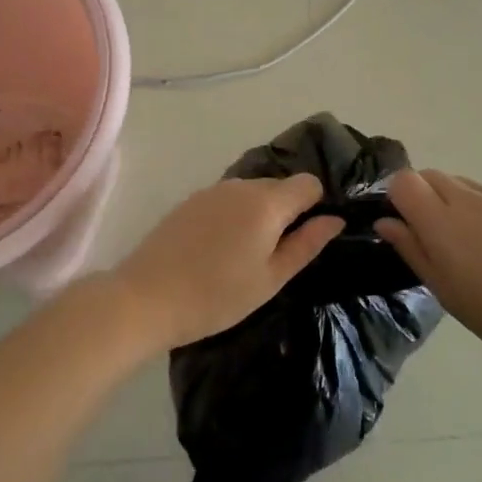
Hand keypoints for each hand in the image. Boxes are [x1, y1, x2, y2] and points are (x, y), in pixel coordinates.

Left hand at [106, 176, 344, 349]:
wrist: (146, 297)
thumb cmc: (216, 296)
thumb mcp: (270, 279)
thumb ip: (306, 244)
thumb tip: (335, 219)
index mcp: (267, 202)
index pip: (308, 183)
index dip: (316, 206)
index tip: (307, 237)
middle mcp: (241, 185)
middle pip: (279, 186)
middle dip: (287, 212)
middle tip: (277, 255)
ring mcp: (212, 190)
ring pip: (252, 192)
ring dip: (259, 214)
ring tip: (245, 256)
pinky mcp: (190, 201)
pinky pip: (227, 200)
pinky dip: (234, 216)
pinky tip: (219, 250)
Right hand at [375, 170, 481, 377]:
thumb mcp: (446, 292)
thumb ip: (413, 250)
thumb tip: (387, 222)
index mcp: (443, 223)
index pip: (404, 181)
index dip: (397, 199)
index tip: (404, 227)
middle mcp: (469, 200)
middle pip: (430, 175)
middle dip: (421, 196)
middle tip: (430, 236)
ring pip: (459, 182)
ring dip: (449, 201)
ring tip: (465, 243)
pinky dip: (477, 208)